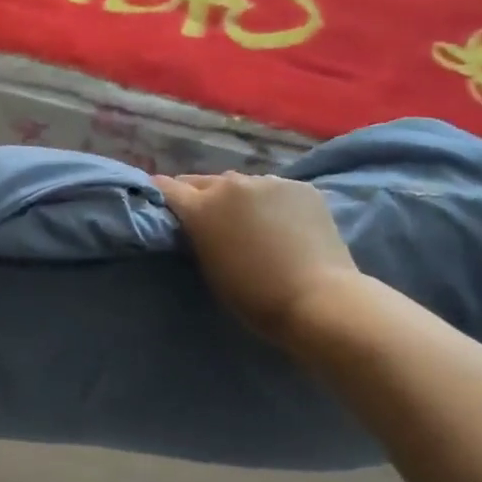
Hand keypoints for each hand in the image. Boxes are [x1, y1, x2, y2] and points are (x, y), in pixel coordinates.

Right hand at [152, 172, 359, 348]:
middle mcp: (231, 184)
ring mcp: (269, 181)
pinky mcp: (301, 186)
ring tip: (252, 221)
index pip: (167, 188)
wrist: (319, 300)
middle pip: (204, 181)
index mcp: (201, 207)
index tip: (162, 203)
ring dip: (240, 198)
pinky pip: (276, 190)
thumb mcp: (209, 266)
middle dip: (201, 196)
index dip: (162, 194)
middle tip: (209, 218)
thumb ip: (198, 235)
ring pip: (243, 184)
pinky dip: (274, 203)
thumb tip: (195, 221)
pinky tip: (285, 224)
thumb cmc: (254, 296)